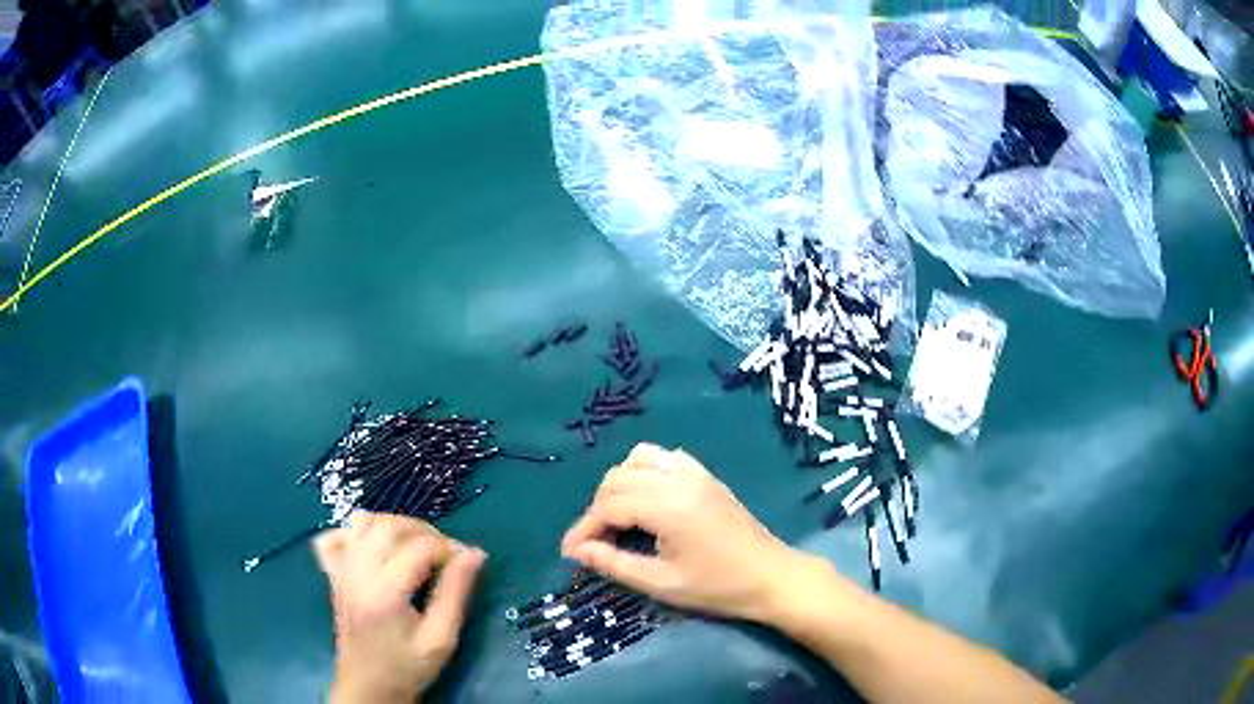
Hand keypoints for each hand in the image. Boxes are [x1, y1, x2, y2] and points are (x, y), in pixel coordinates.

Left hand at [315, 512, 486, 703]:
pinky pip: (334, 537)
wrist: (369, 686)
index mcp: (385, 592)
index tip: (466, 561)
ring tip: (415, 545)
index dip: (448, 547)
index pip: (419, 548)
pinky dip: (354, 532)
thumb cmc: (408, 666)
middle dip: (424, 531)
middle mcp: (358, 572)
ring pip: (362, 523)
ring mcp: (341, 571)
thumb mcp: (442, 638)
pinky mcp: (333, 574)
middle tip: (445, 552)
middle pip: (389, 526)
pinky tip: (374, 547)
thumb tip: (474, 553)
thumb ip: (456, 593)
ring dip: (393, 524)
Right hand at [561, 443, 803, 622]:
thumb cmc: (717, 586)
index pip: (609, 506)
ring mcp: (695, 473)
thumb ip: (615, 563)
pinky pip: (666, 458)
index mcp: (667, 506)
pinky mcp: (707, 476)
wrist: (770, 576)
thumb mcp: (662, 583)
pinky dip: (646, 471)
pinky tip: (647, 498)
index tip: (569, 551)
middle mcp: (678, 479)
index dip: (584, 528)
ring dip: (619, 484)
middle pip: (618, 479)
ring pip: (639, 459)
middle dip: (598, 508)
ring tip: (616, 517)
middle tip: (593, 542)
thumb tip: (577, 551)